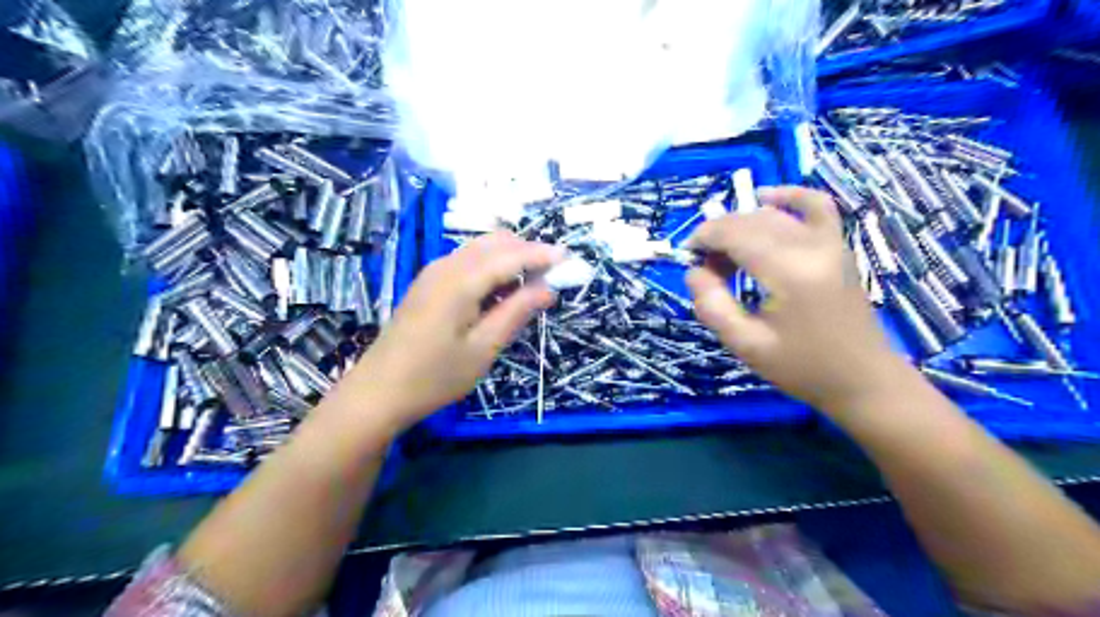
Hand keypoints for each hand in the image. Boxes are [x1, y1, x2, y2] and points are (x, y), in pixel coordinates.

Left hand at [343, 230, 560, 429]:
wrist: (378, 391)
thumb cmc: (434, 377)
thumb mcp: (483, 349)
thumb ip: (515, 313)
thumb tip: (547, 289)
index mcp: (460, 281)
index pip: (510, 256)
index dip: (541, 254)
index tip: (569, 258)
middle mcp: (446, 266)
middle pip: (494, 243)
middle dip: (527, 251)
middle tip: (552, 275)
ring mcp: (433, 272)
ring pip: (480, 250)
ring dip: (509, 258)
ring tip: (532, 285)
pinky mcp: (428, 283)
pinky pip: (467, 262)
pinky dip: (491, 268)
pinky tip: (501, 291)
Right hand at [685, 184, 906, 412]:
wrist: (863, 379)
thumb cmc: (802, 367)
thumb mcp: (745, 344)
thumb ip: (712, 305)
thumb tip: (694, 271)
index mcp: (788, 272)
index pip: (735, 233)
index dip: (704, 237)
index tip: (686, 255)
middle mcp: (810, 246)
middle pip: (751, 220)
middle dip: (718, 234)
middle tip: (704, 265)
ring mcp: (829, 242)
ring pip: (774, 214)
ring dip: (741, 224)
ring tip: (727, 253)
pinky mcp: (838, 245)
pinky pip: (815, 205)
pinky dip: (788, 197)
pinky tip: (766, 198)